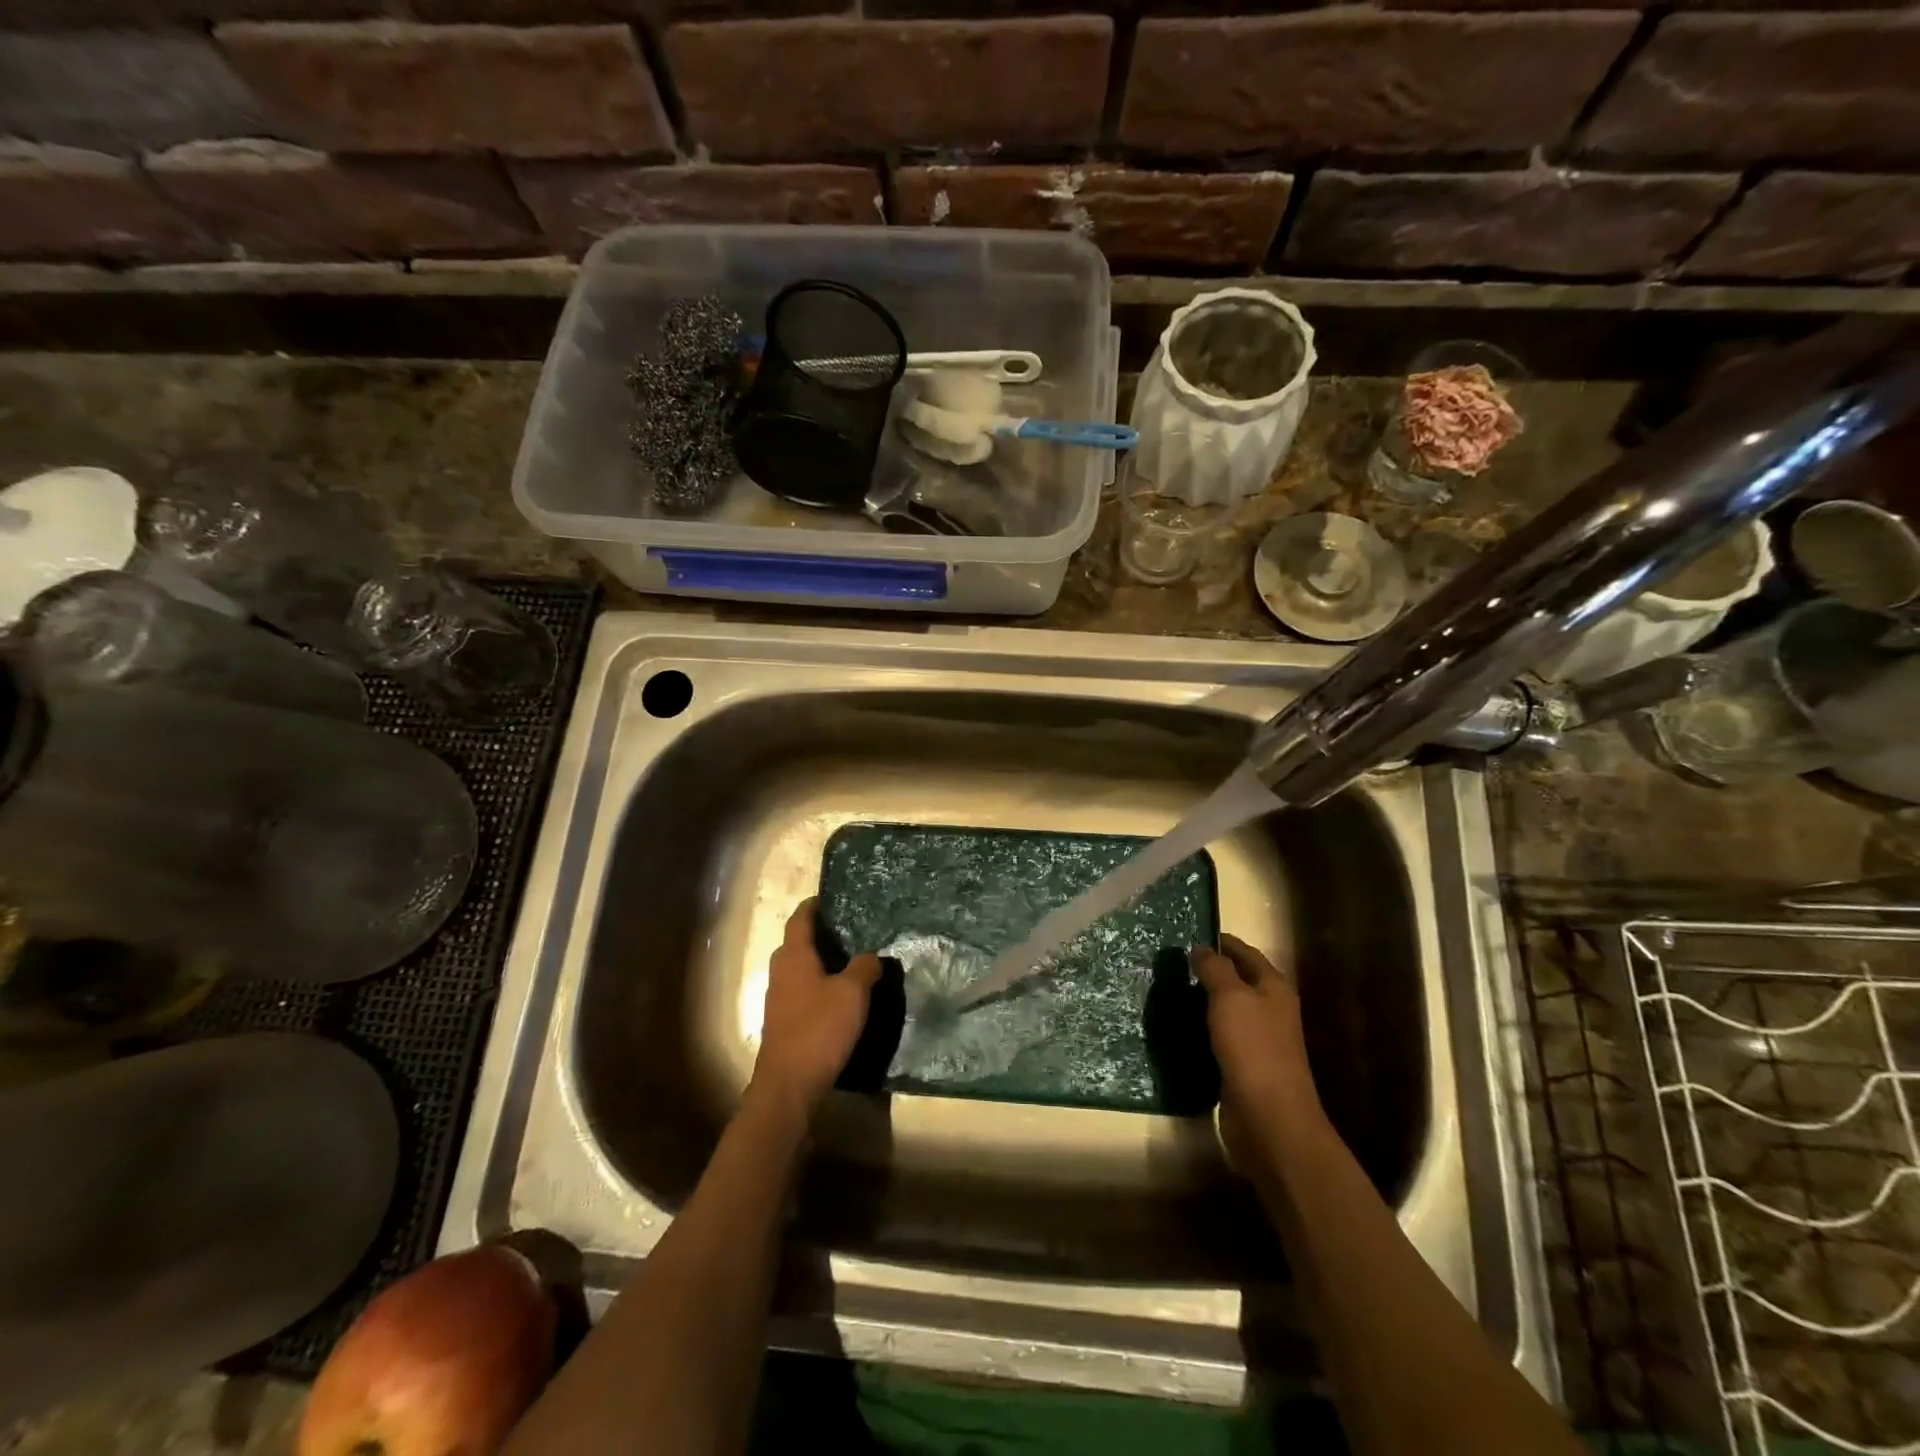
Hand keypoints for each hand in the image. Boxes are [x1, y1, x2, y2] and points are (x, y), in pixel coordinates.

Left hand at [752, 898, 882, 1112]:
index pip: (800, 919)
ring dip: (819, 962)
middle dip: (818, 935)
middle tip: (848, 930)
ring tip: (849, 961)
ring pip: (799, 969)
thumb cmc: (820, 1029)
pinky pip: (801, 991)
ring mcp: (779, 999)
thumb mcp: (853, 993)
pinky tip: (839, 996)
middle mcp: (781, 972)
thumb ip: (864, 967)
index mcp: (794, 957)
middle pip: (797, 944)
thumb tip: (871, 955)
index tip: (829, 897)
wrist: (789, 1085)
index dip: (813, 906)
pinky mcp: (784, 1022)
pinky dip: (818, 985)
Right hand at [1192, 935, 1327, 1160]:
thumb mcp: (1231, 998)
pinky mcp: (1242, 1065)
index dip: (1222, 942)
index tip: (1190, 934)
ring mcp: (1257, 1040)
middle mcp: (1270, 1010)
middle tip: (1172, 961)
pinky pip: (1219, 1036)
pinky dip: (1201, 1027)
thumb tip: (1200, 948)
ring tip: (1169, 989)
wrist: (1269, 1118)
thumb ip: (1215, 969)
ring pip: (1227, 1009)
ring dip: (1202, 999)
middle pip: (1238, 980)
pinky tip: (1178, 1025)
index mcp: (1274, 988)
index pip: (1246, 953)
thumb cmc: (1253, 1048)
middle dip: (1209, 970)